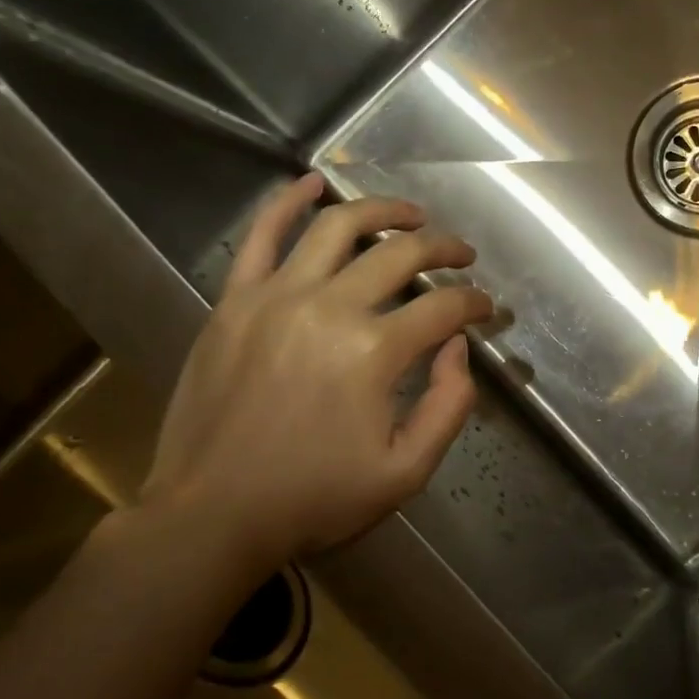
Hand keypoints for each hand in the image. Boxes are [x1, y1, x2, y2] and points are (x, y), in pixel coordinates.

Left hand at [139, 173, 493, 585]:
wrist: (212, 515)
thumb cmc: (314, 498)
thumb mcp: (406, 472)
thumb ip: (450, 406)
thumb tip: (458, 347)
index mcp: (374, 352)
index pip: (444, 308)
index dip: (475, 304)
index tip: (486, 309)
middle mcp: (329, 307)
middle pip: (401, 254)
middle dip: (445, 249)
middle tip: (463, 254)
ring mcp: (276, 297)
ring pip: (339, 228)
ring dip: (384, 211)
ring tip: (412, 214)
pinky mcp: (235, 300)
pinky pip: (262, 235)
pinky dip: (289, 202)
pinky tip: (314, 183)